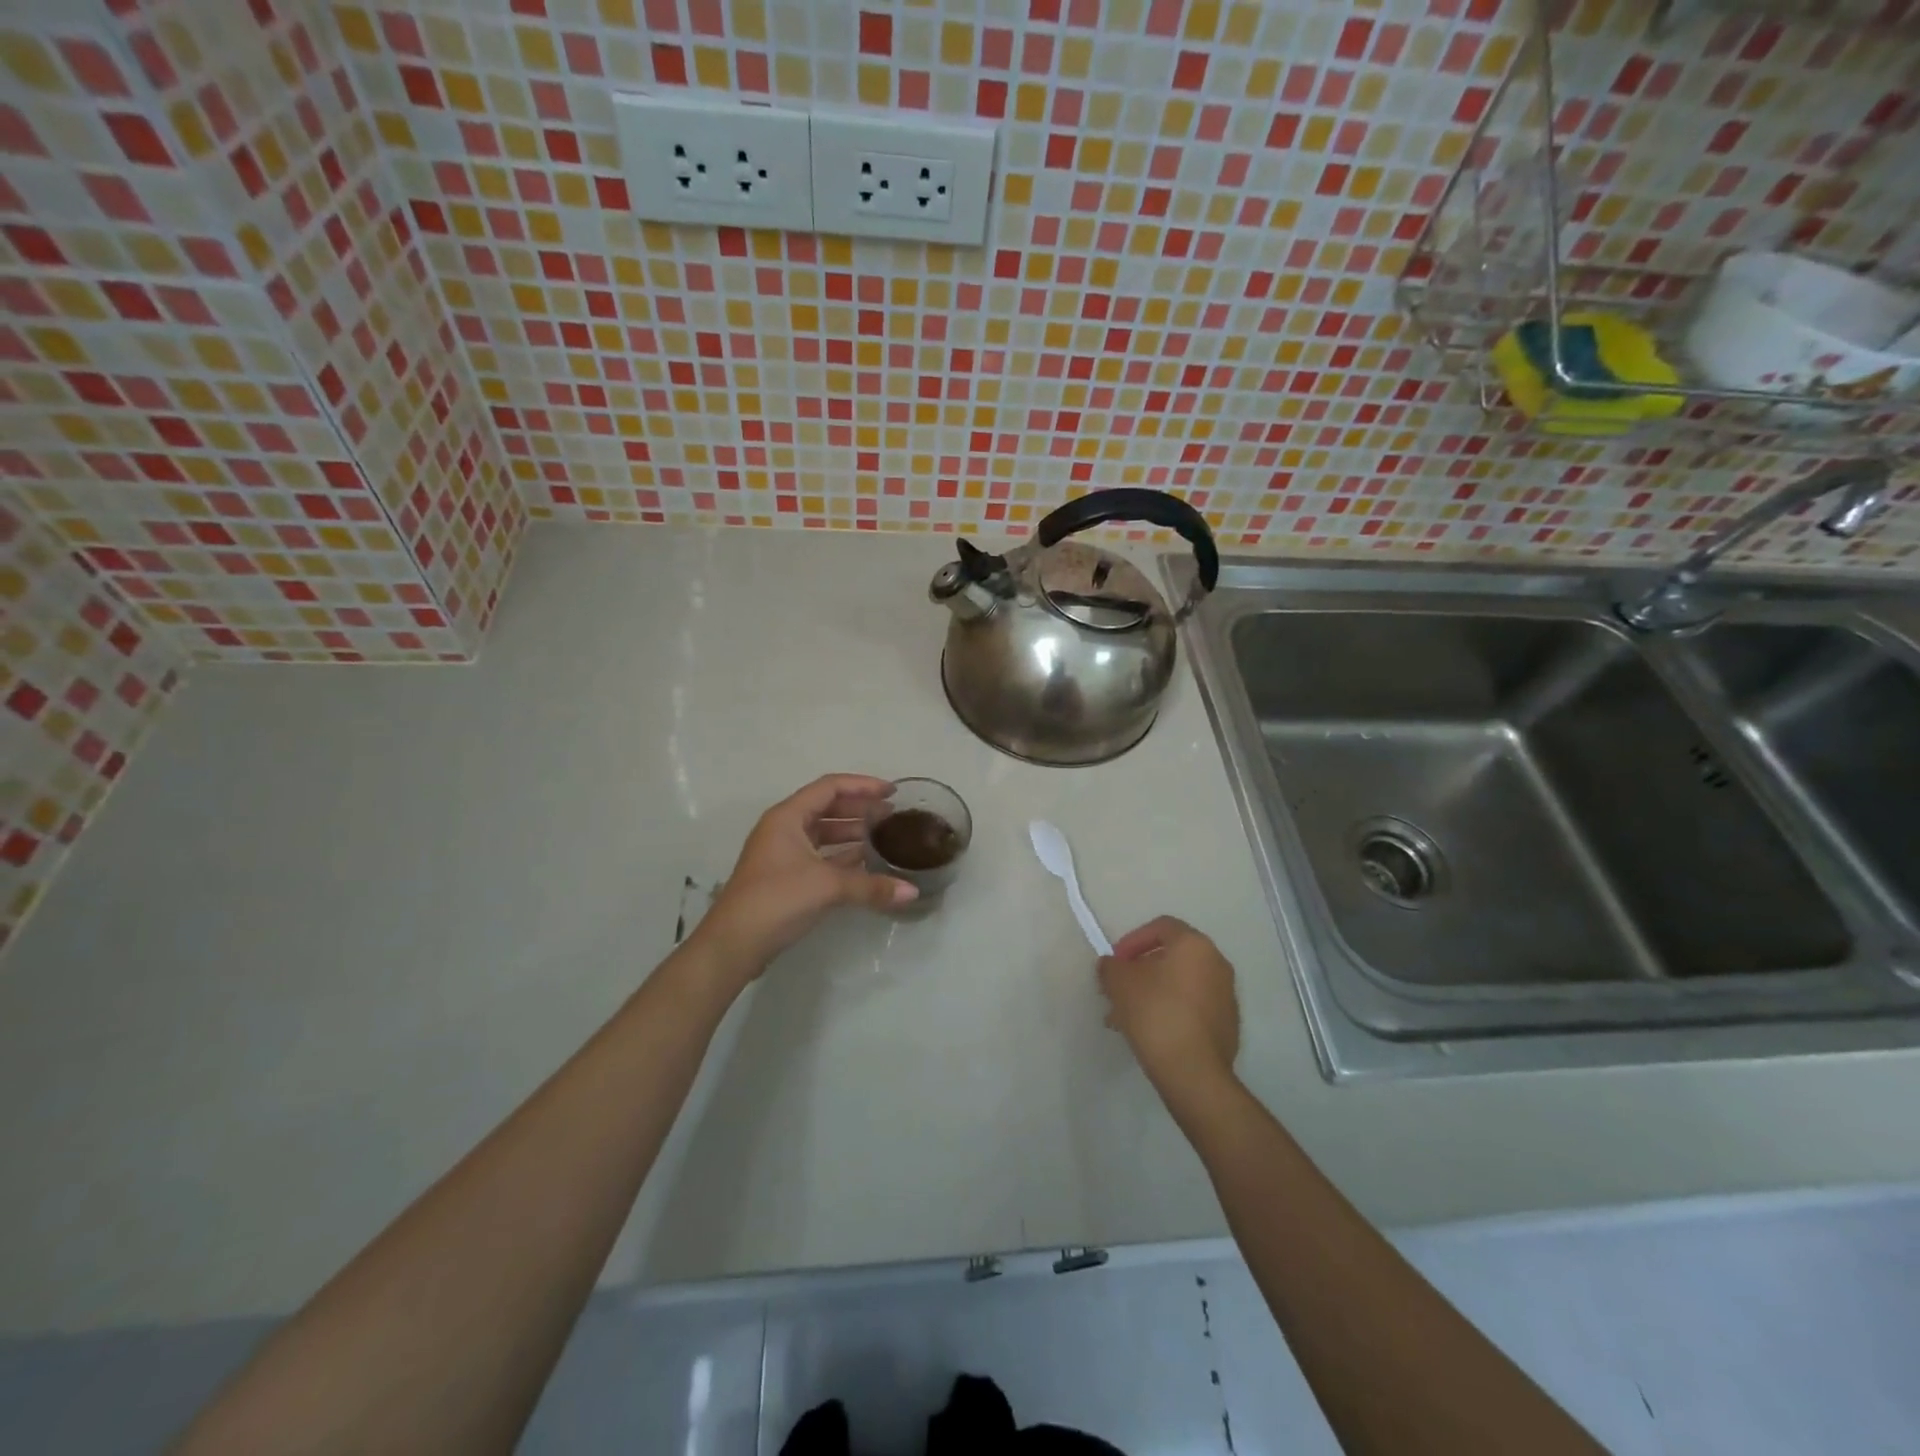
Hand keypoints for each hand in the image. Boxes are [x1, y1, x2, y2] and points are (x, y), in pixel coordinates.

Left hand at [693, 774, 916, 983]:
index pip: (830, 787)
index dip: (862, 785)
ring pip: (824, 834)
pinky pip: (821, 856)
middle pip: (827, 808)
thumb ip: (871, 886)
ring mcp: (783, 854)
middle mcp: (784, 829)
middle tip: (892, 815)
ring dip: (852, 833)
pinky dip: (843, 857)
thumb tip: (912, 892)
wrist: (734, 944)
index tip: (891, 791)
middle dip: (860, 809)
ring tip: (884, 837)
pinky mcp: (786, 877)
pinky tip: (867, 864)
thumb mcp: (827, 887)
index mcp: (788, 817)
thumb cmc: (777, 899)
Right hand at [1097, 916, 1239, 1094]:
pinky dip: (1170, 1011)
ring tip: (1126, 1017)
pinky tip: (1150, 1032)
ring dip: (1152, 993)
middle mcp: (1216, 963)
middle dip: (1140, 971)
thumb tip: (1111, 965)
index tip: (1116, 962)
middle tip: (1118, 990)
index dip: (1132, 940)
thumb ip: (1110, 966)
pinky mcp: (1227, 1025)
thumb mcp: (1119, 983)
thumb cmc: (1155, 1013)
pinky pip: (1192, 1007)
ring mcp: (1226, 995)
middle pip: (1171, 957)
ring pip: (1180, 984)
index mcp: (1194, 945)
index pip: (1161, 927)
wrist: (1193, 1072)